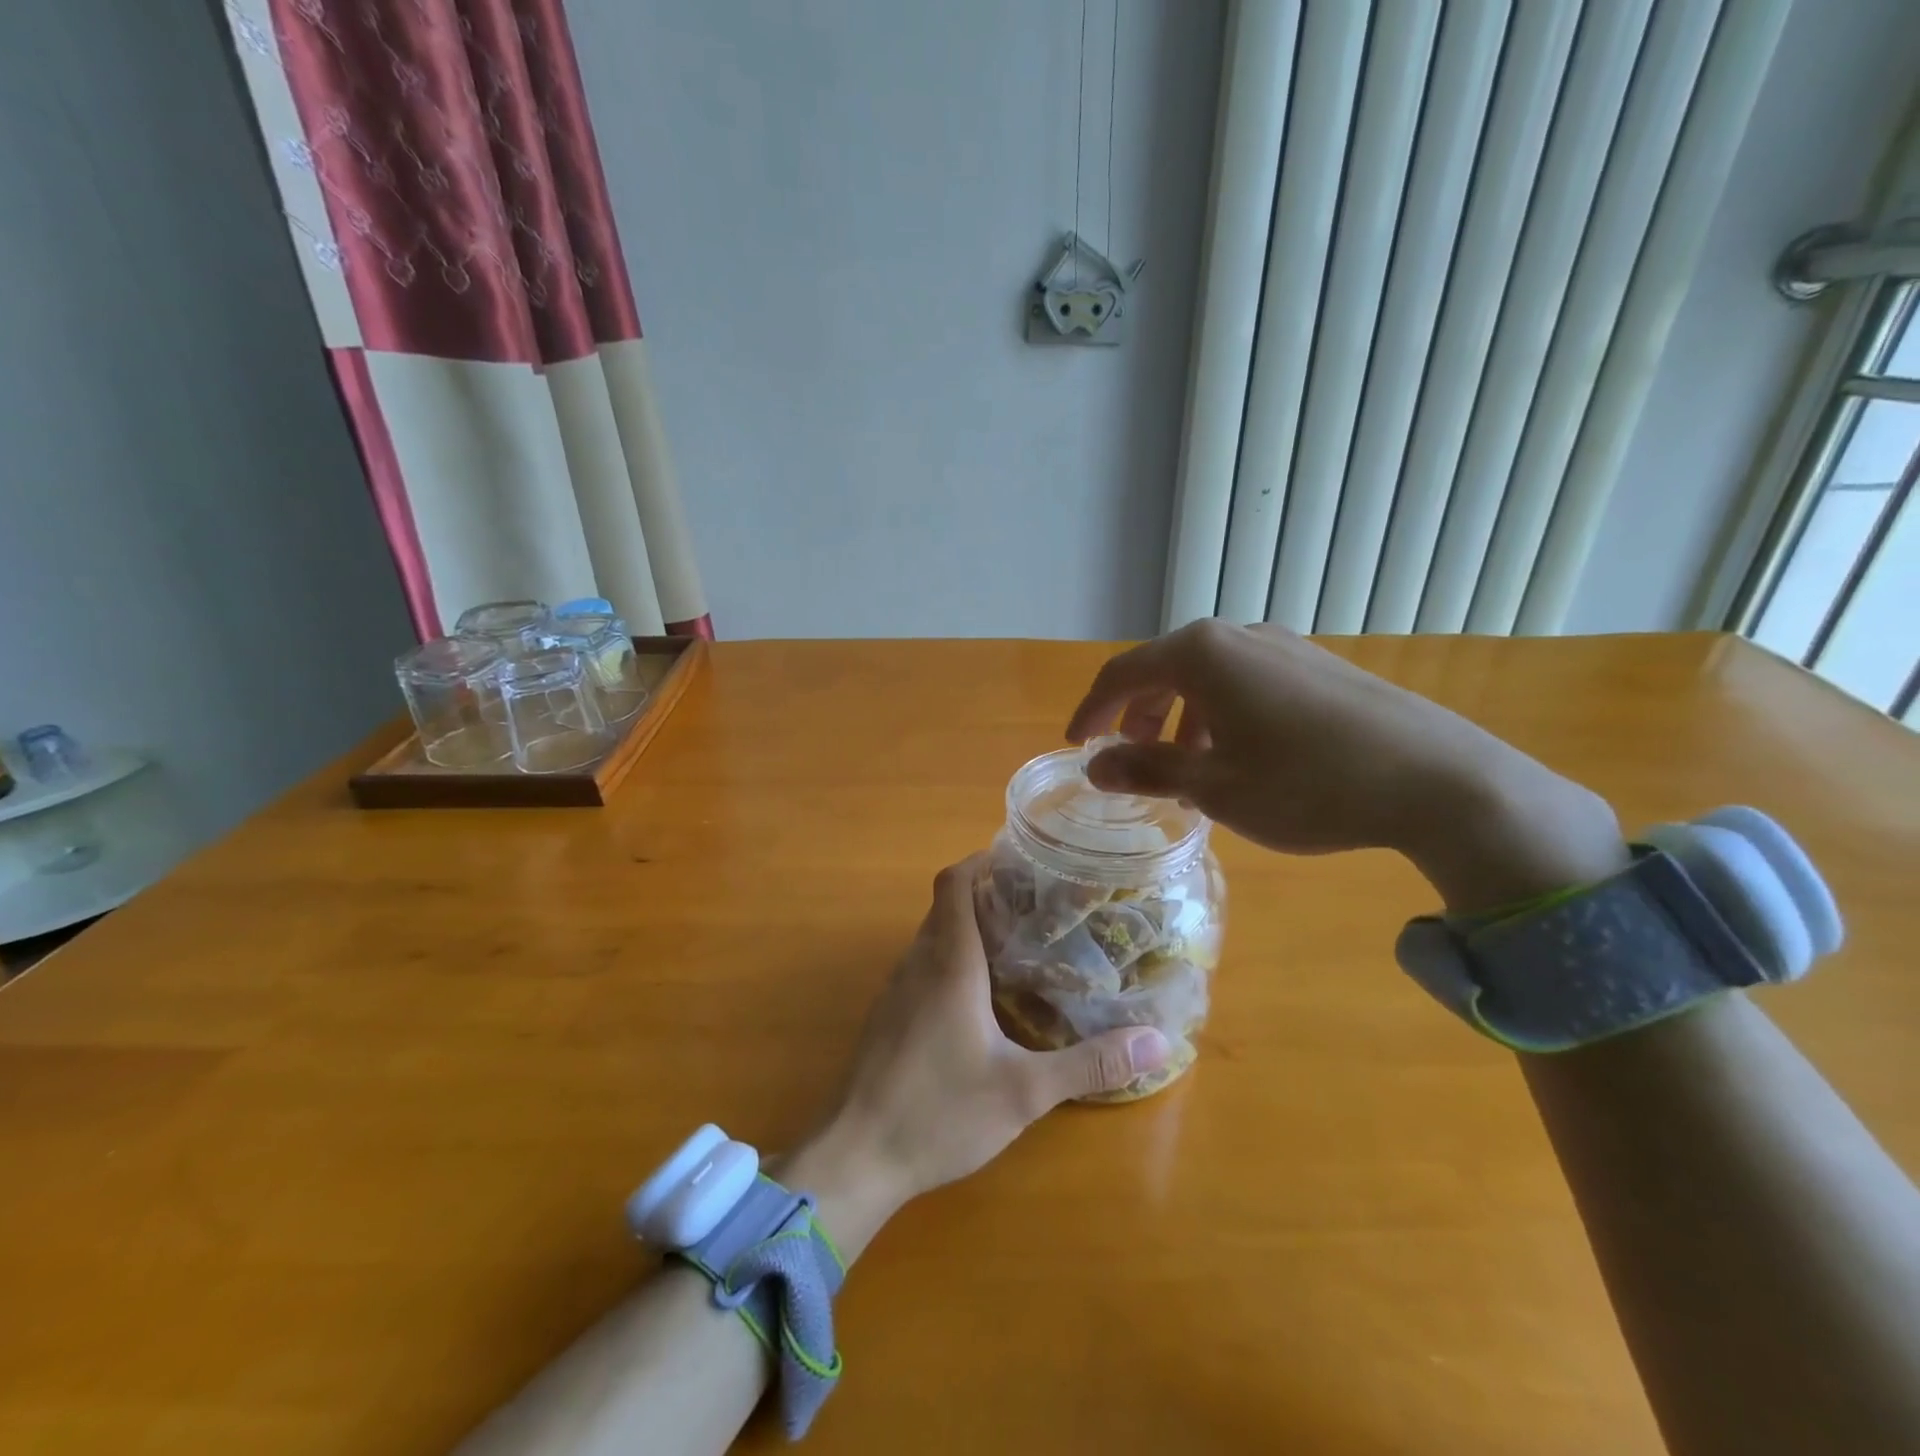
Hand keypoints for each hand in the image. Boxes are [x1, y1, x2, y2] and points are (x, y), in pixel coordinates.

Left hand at [783, 858, 1169, 1254]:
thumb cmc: (938, 1112)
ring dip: (966, 928)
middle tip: (1036, 905)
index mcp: (949, 963)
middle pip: (945, 906)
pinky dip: (949, 961)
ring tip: (1017, 944)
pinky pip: (920, 967)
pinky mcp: (886, 1018)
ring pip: (931, 937)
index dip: (981, 861)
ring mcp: (895, 991)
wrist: (855, 1157)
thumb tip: (1157, 1040)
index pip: (954, 883)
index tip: (1020, 860)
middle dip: (985, 895)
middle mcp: (917, 964)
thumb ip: (1089, 1063)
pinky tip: (978, 998)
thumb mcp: (1023, 1092)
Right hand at [1067, 620, 1628, 911]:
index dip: (1091, 710)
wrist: (1437, 779)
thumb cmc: (1306, 784)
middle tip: (1128, 757)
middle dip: (1136, 714)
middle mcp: (1238, 636)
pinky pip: (1246, 681)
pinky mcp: (1317, 666)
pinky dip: (1220, 713)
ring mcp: (1283, 646)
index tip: (1077, 746)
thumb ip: (1146, 770)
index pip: (1122, 674)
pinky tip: (1238, 754)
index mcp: (1201, 655)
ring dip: (1179, 716)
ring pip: (1207, 676)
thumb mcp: (1214, 787)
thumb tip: (1094, 765)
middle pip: (1164, 669)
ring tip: (1184, 765)